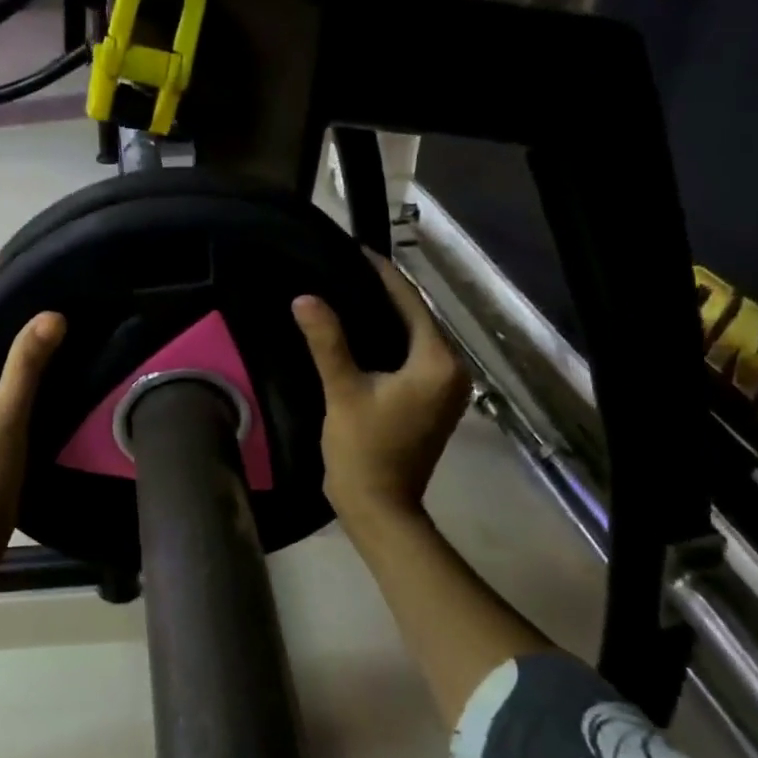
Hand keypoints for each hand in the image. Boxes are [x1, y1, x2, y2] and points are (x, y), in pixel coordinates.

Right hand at [292, 254, 470, 532]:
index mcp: (439, 362)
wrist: (378, 506)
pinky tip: (359, 333)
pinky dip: (389, 342)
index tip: (353, 250)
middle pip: (416, 318)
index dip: (381, 274)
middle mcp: (453, 370)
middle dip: (382, 293)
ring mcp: (446, 388)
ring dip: (385, 317)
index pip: (411, 303)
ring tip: (346, 293)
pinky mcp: (433, 401)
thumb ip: (327, 342)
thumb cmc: (363, 450)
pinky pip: (412, 358)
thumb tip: (305, 297)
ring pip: (414, 338)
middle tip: (342, 270)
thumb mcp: (343, 392)